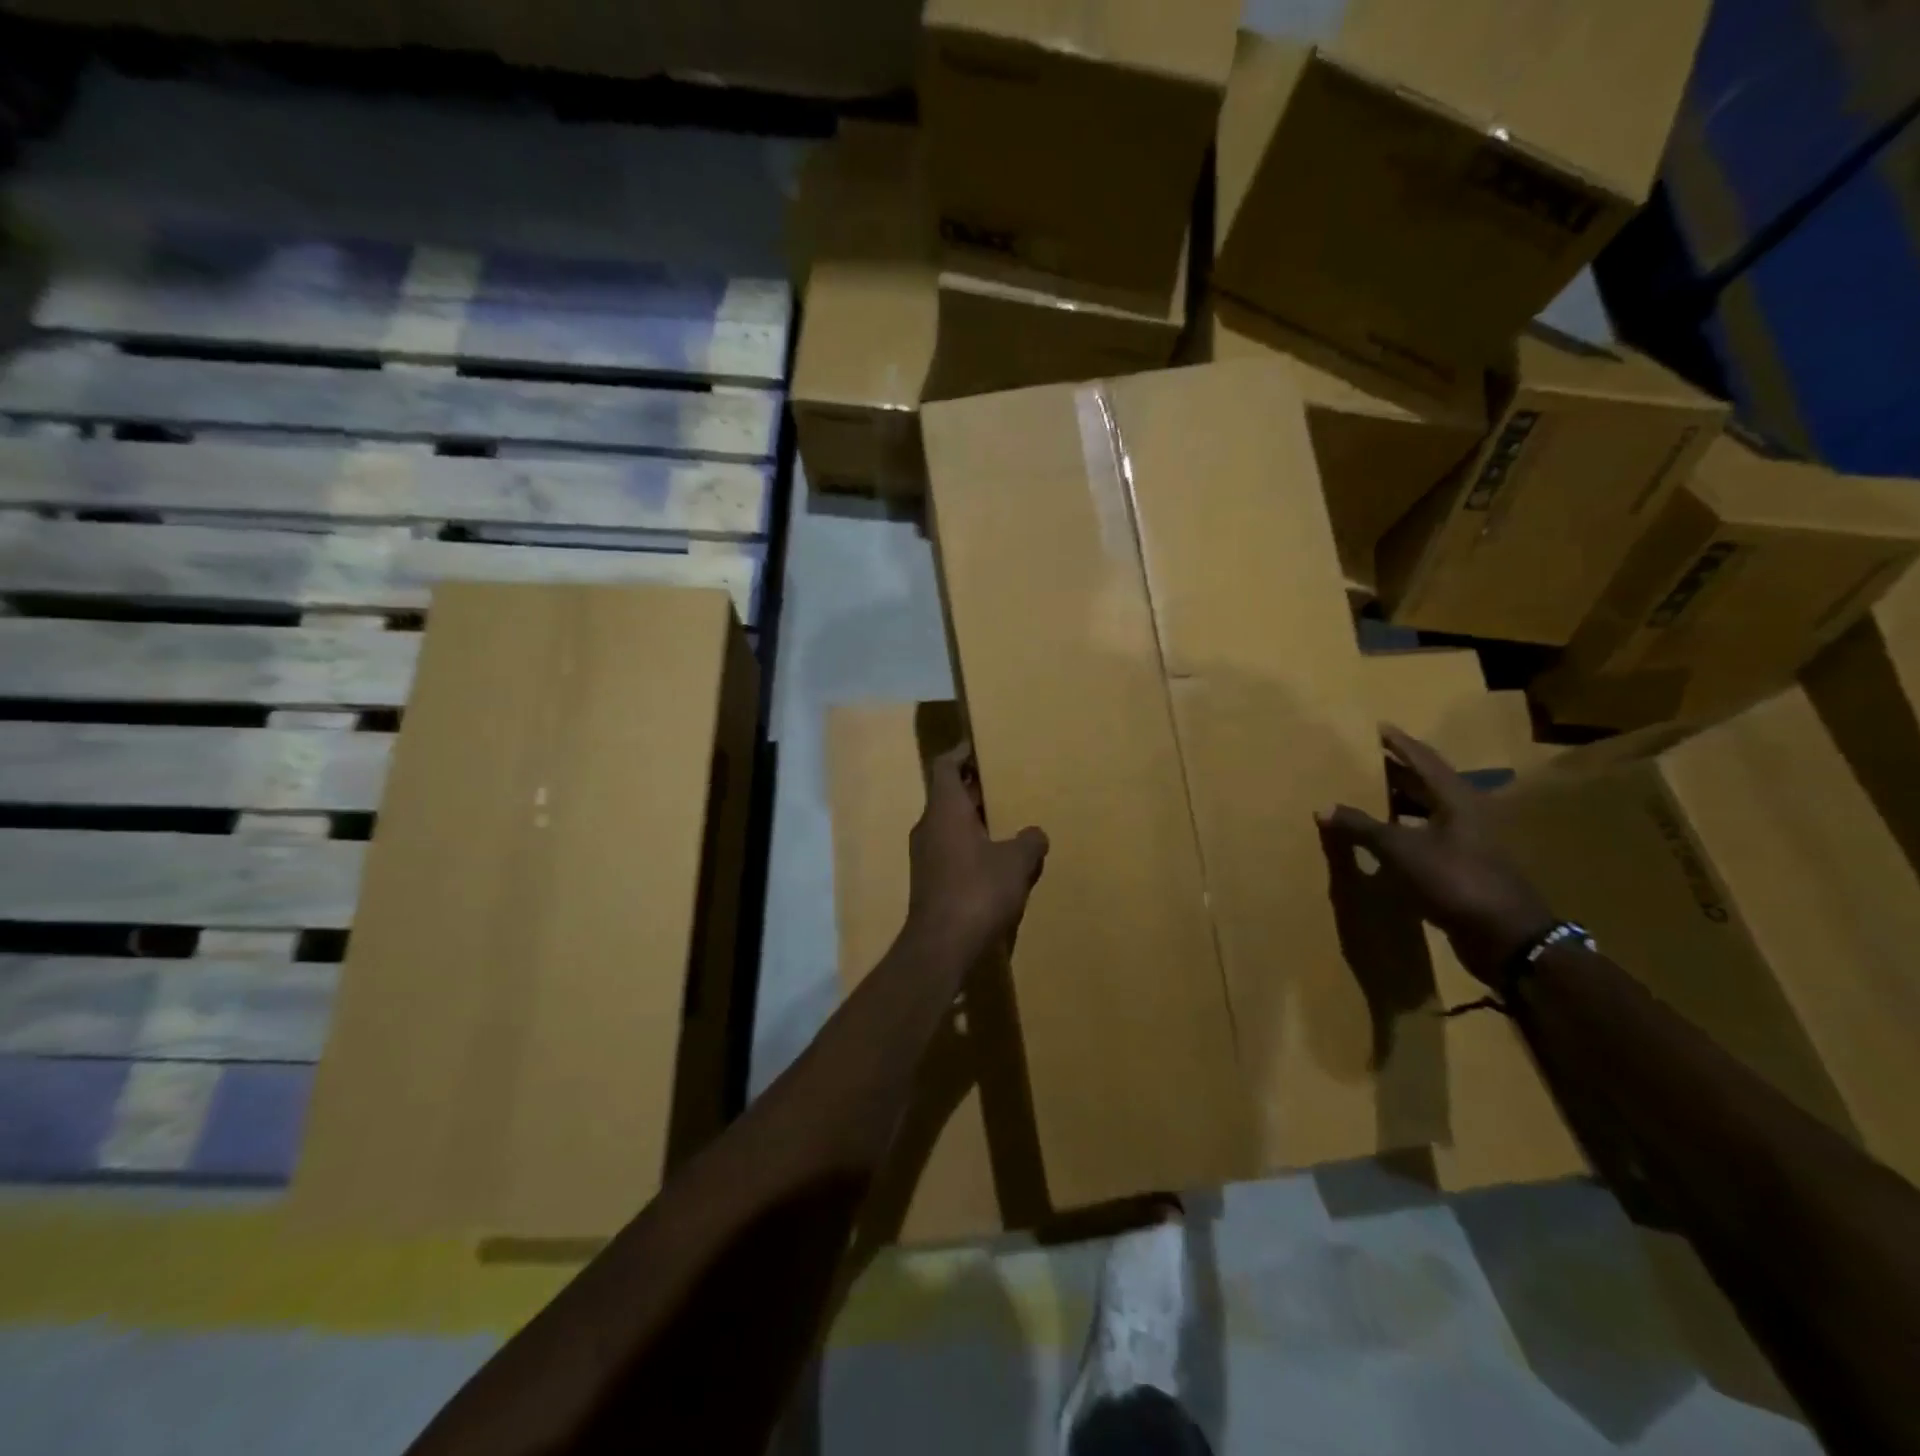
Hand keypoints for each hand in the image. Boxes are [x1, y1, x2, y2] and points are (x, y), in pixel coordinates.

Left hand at [907, 744, 1047, 954]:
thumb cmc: (978, 890)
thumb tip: (1035, 834)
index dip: (960, 754)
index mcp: (944, 810)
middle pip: (946, 794)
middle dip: (972, 787)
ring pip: (948, 823)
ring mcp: (925, 854)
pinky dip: (968, 843)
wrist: (941, 945)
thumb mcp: (1015, 863)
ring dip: (971, 817)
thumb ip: (1029, 842)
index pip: (945, 767)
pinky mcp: (928, 880)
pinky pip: (949, 848)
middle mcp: (928, 826)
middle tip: (1002, 780)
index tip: (978, 746)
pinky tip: (994, 858)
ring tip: (1004, 817)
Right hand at [1316, 725, 1554, 986]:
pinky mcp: (1464, 866)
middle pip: (1426, 783)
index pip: (1424, 760)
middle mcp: (1466, 813)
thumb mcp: (1401, 850)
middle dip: (1396, 771)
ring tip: (1366, 795)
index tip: (1379, 727)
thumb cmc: (1455, 880)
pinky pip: (1426, 836)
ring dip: (1398, 802)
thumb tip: (1323, 807)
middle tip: (1365, 760)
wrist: (1505, 936)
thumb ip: (1362, 827)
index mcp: (1457, 799)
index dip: (1400, 743)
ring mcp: (1468, 841)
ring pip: (1427, 810)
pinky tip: (1382, 837)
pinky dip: (1403, 830)